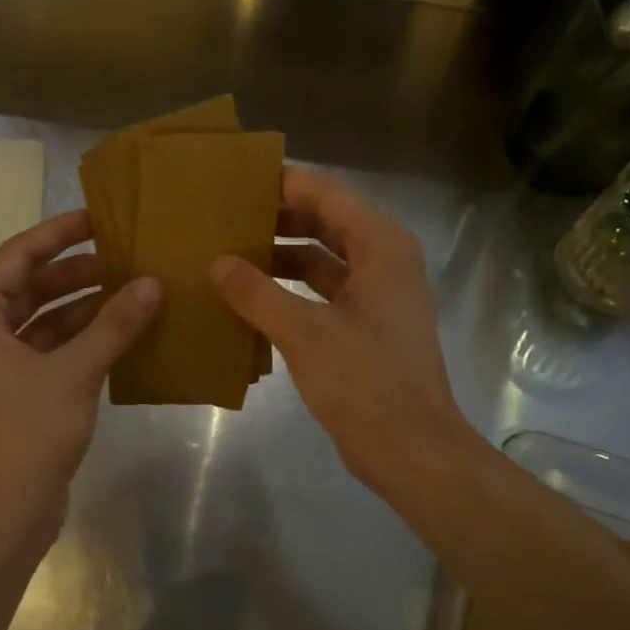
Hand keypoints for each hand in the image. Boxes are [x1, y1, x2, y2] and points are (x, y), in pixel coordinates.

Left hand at [0, 209, 159, 551]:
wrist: (1, 513)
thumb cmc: (26, 432)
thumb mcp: (74, 372)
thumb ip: (114, 324)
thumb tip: (152, 283)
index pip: (18, 255)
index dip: (59, 233)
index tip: (98, 217)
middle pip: (30, 286)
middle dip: (76, 271)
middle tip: (124, 257)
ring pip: (42, 321)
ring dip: (83, 307)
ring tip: (131, 292)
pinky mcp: (14, 393)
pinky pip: (48, 351)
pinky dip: (80, 341)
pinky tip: (120, 335)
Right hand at [210, 167, 481, 498]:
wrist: (412, 450)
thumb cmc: (365, 382)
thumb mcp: (304, 333)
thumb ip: (257, 293)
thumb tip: (218, 263)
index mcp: (381, 248)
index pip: (328, 195)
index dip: (285, 183)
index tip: (238, 179)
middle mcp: (384, 263)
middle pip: (327, 223)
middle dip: (279, 218)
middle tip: (226, 215)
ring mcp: (377, 299)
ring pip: (323, 261)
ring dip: (282, 257)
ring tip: (231, 254)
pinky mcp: (366, 330)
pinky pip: (323, 295)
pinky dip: (291, 292)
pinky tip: (252, 301)